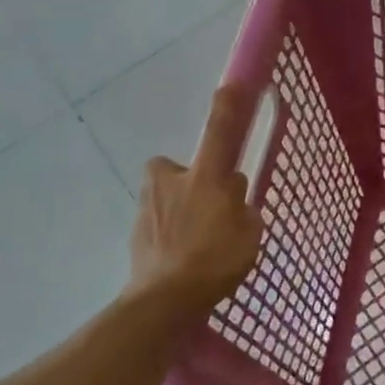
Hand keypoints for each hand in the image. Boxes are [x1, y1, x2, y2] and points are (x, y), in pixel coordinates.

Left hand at [129, 87, 264, 318]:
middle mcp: (173, 181)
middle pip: (178, 167)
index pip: (220, 132)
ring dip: (178, 208)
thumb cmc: (216, 260)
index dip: (228, 107)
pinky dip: (168, 234)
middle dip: (190, 179)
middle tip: (209, 204)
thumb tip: (233, 198)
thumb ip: (243, 209)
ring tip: (196, 241)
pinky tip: (181, 259)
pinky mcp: (135, 232)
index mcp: (206, 177)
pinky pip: (158, 222)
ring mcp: (149, 206)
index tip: (231, 84)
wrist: (164, 300)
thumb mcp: (249, 233)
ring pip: (166, 196)